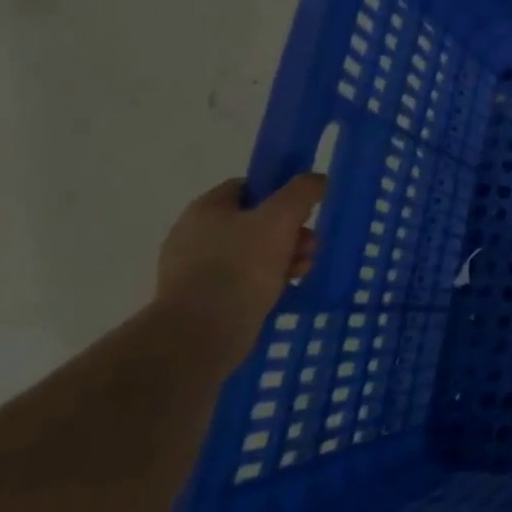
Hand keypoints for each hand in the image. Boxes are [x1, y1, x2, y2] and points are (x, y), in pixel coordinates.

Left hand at [156, 175, 326, 367]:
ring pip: (253, 252)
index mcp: (206, 209)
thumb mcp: (281, 217)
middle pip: (255, 221)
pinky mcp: (202, 300)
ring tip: (302, 270)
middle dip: (290, 231)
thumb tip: (317, 179)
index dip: (279, 193)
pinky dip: (267, 281)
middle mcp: (195, 235)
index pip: (247, 187)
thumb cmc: (241, 265)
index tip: (303, 209)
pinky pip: (243, 280)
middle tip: (310, 245)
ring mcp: (195, 270)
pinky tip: (286, 289)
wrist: (203, 332)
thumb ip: (302, 191)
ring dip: (285, 256)